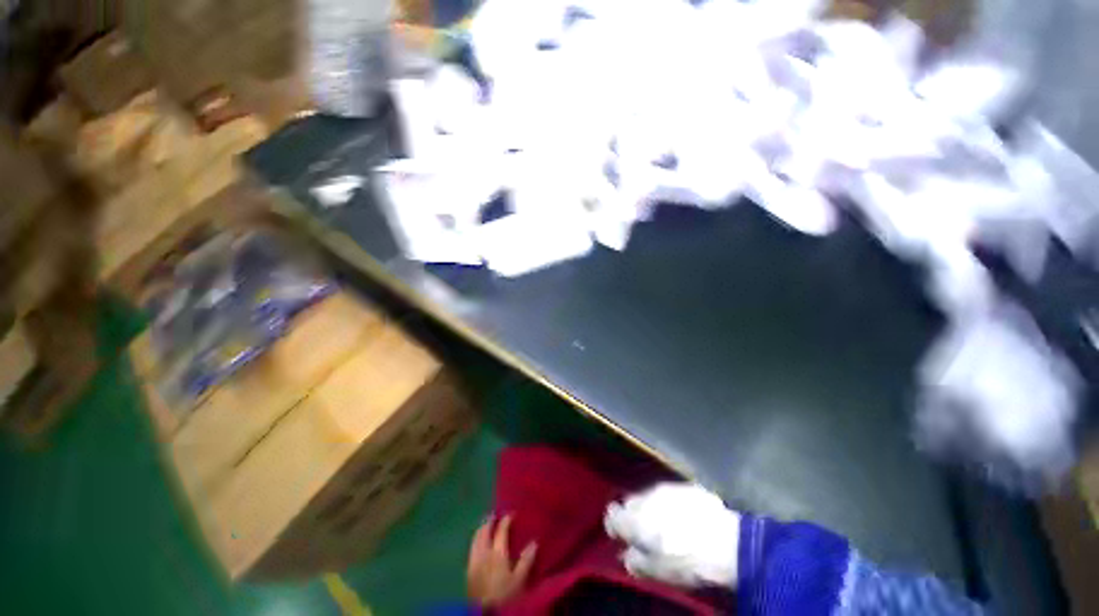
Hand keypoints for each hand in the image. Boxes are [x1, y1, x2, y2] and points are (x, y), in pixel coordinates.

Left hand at [467, 514, 537, 606]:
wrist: (483, 612)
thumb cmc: (504, 595)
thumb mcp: (519, 580)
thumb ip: (526, 561)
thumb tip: (534, 542)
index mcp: (497, 552)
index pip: (501, 530)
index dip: (506, 520)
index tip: (511, 514)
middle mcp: (484, 552)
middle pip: (484, 531)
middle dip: (489, 521)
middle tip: (494, 515)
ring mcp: (474, 560)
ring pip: (475, 538)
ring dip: (481, 529)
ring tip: (485, 525)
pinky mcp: (467, 569)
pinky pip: (471, 548)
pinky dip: (475, 540)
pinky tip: (478, 543)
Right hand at [605, 482, 740, 587]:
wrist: (726, 543)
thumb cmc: (687, 562)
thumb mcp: (657, 572)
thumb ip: (636, 561)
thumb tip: (627, 554)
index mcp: (634, 518)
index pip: (612, 515)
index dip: (614, 526)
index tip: (619, 536)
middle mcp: (646, 497)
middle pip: (631, 503)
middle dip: (634, 515)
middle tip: (644, 533)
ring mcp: (667, 488)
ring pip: (651, 496)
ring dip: (653, 508)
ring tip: (666, 524)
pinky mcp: (687, 486)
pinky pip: (672, 494)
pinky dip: (672, 504)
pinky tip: (685, 517)